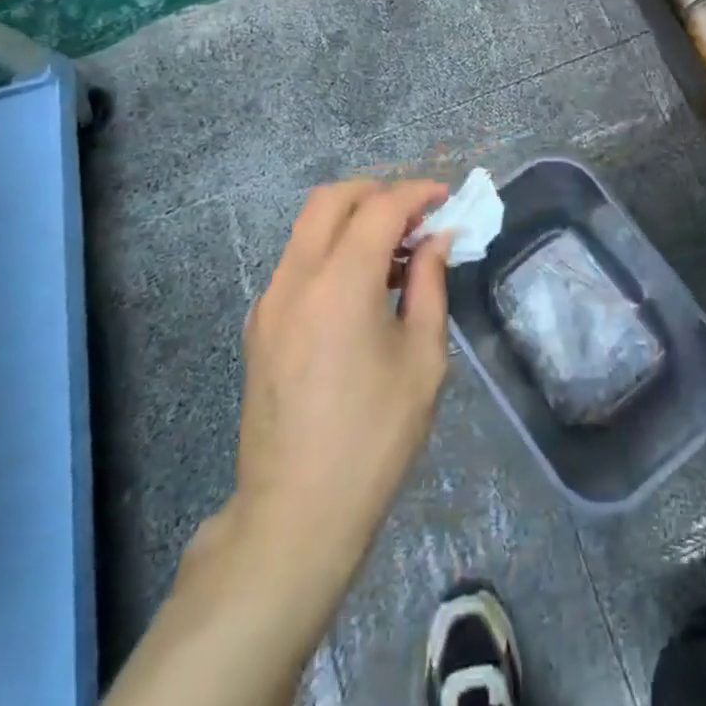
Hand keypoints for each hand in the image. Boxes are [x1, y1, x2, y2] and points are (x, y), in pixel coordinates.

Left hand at [94, 181, 452, 705]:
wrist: (295, 513)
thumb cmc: (374, 437)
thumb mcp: (422, 359)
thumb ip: (430, 286)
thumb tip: (437, 240)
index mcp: (340, 283)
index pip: (380, 207)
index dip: (417, 193)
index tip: (446, 198)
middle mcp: (296, 278)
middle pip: (332, 199)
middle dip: (378, 192)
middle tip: (416, 216)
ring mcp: (270, 300)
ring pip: (309, 226)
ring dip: (353, 220)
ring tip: (396, 252)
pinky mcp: (260, 324)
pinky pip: (298, 261)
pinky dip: (332, 250)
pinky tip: (362, 287)